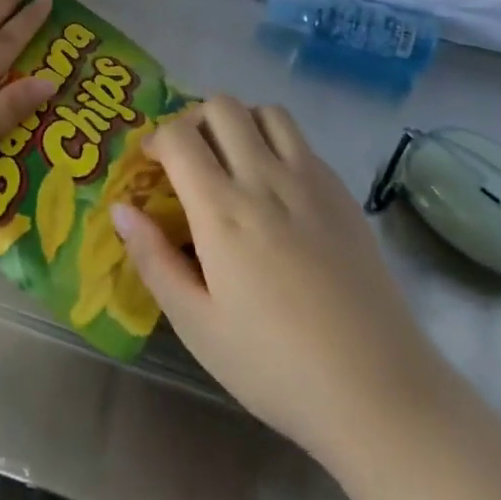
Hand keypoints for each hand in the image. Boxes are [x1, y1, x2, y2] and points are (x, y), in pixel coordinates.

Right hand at [113, 97, 454, 465]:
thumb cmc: (275, 366)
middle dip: (194, 120)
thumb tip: (120, 209)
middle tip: (188, 158)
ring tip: (231, 161)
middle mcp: (265, 180)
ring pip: (267, 112)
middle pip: (222, 106)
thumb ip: (153, 259)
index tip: (151, 165)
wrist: (380, 393)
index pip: (179, 136)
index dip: (155, 139)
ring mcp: (311, 182)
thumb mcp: (197, 325)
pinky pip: (302, 141)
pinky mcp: (343, 195)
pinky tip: (275, 189)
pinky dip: (276, 143)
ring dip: (240, 122)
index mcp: (222, 211)